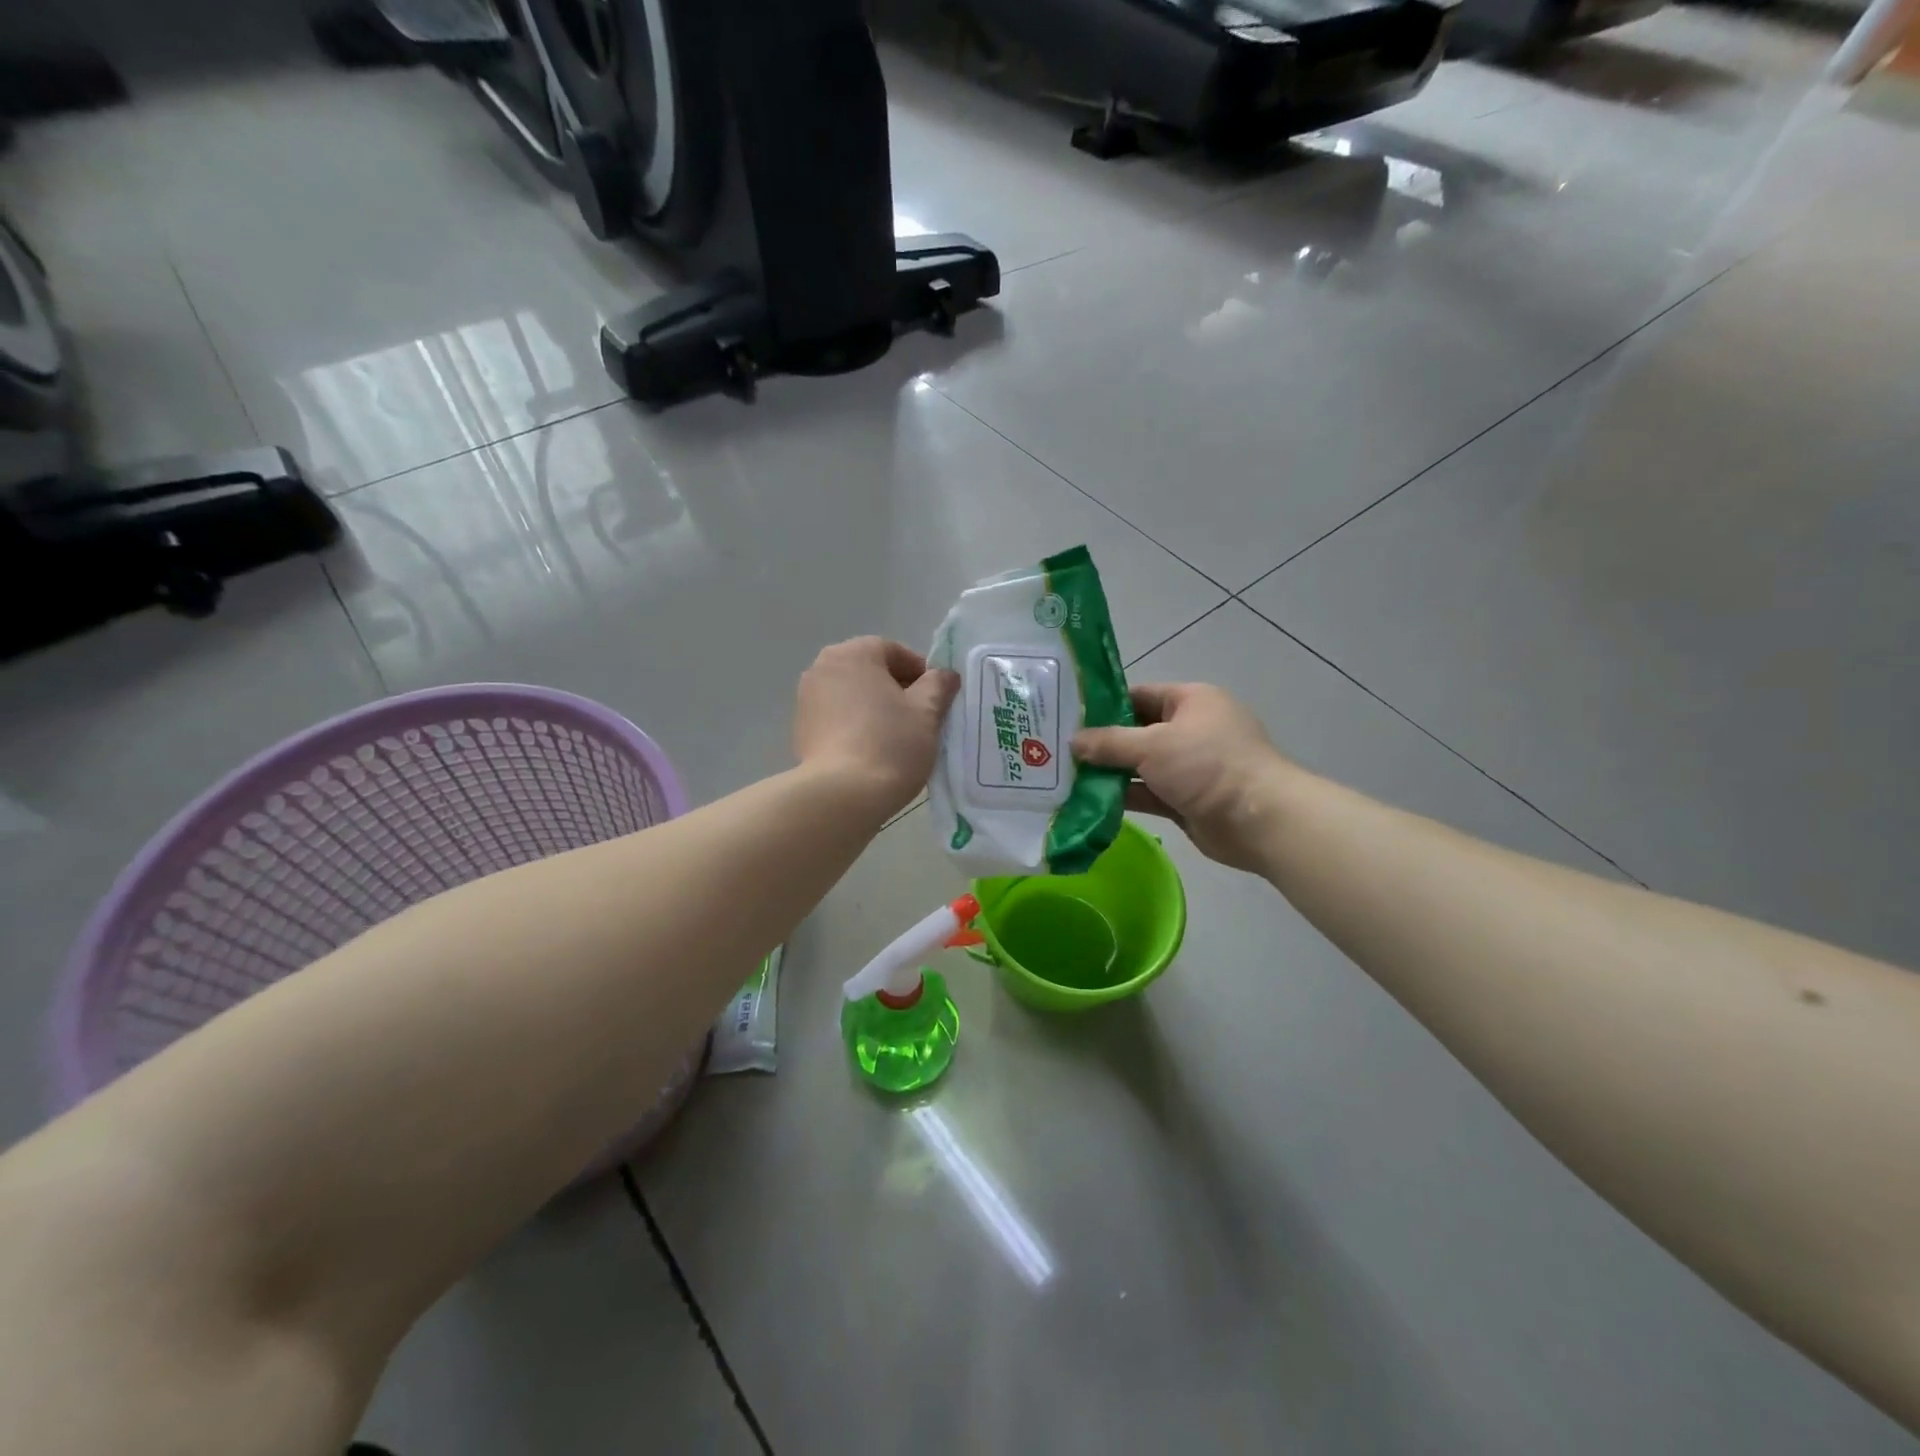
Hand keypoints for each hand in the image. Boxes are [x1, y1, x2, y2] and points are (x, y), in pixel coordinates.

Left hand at [794, 637, 960, 821]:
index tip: (936, 697)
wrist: (842, 795)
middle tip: (920, 717)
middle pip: (869, 671)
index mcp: (852, 653)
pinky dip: (855, 726)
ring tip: (897, 737)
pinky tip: (872, 751)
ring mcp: (806, 700)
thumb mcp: (926, 712)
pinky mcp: (801, 730)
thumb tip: (945, 675)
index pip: (893, 651)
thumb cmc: (890, 743)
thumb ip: (938, 685)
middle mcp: (822, 668)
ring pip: (852, 695)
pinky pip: (836, 718)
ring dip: (874, 708)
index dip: (919, 671)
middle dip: (896, 689)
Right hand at [1073, 683, 1292, 872]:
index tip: (1068, 716)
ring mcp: (1189, 767)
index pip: (1139, 694)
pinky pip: (1147, 793)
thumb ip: (1109, 743)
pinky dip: (1122, 796)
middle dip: (1101, 742)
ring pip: (1139, 765)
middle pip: (1136, 731)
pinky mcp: (1185, 799)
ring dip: (1108, 772)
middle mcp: (1190, 729)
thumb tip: (1074, 741)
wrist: (1259, 820)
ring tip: (1065, 776)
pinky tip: (1088, 801)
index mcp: (1191, 700)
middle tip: (1059, 749)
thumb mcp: (1152, 746)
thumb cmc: (1207, 766)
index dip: (1104, 704)